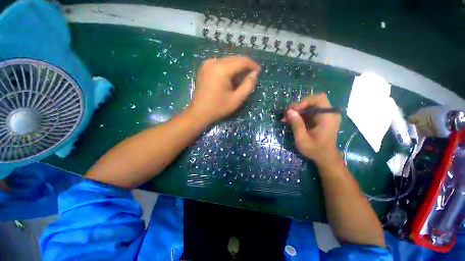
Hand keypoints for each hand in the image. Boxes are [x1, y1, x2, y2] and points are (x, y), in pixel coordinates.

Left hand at [188, 56, 260, 123]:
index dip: (252, 65)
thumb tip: (254, 74)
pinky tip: (230, 78)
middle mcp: (213, 62)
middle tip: (251, 77)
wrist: (199, 112)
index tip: (259, 72)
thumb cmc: (218, 107)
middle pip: (234, 59)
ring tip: (241, 79)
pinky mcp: (204, 68)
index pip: (241, 61)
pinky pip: (220, 64)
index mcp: (221, 69)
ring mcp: (207, 64)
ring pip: (228, 61)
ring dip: (237, 68)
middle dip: (245, 66)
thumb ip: (248, 85)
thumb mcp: (237, 99)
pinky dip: (228, 69)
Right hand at [282, 93, 341, 166]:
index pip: (319, 98)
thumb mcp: (302, 139)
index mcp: (328, 117)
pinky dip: (300, 115)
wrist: (326, 158)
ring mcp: (326, 116)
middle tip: (287, 114)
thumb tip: (289, 111)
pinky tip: (291, 120)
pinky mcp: (321, 119)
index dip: (304, 101)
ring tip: (286, 118)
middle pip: (313, 101)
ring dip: (297, 111)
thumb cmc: (315, 150)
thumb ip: (296, 124)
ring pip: (310, 106)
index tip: (293, 110)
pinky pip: (310, 112)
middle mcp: (329, 114)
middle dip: (298, 106)